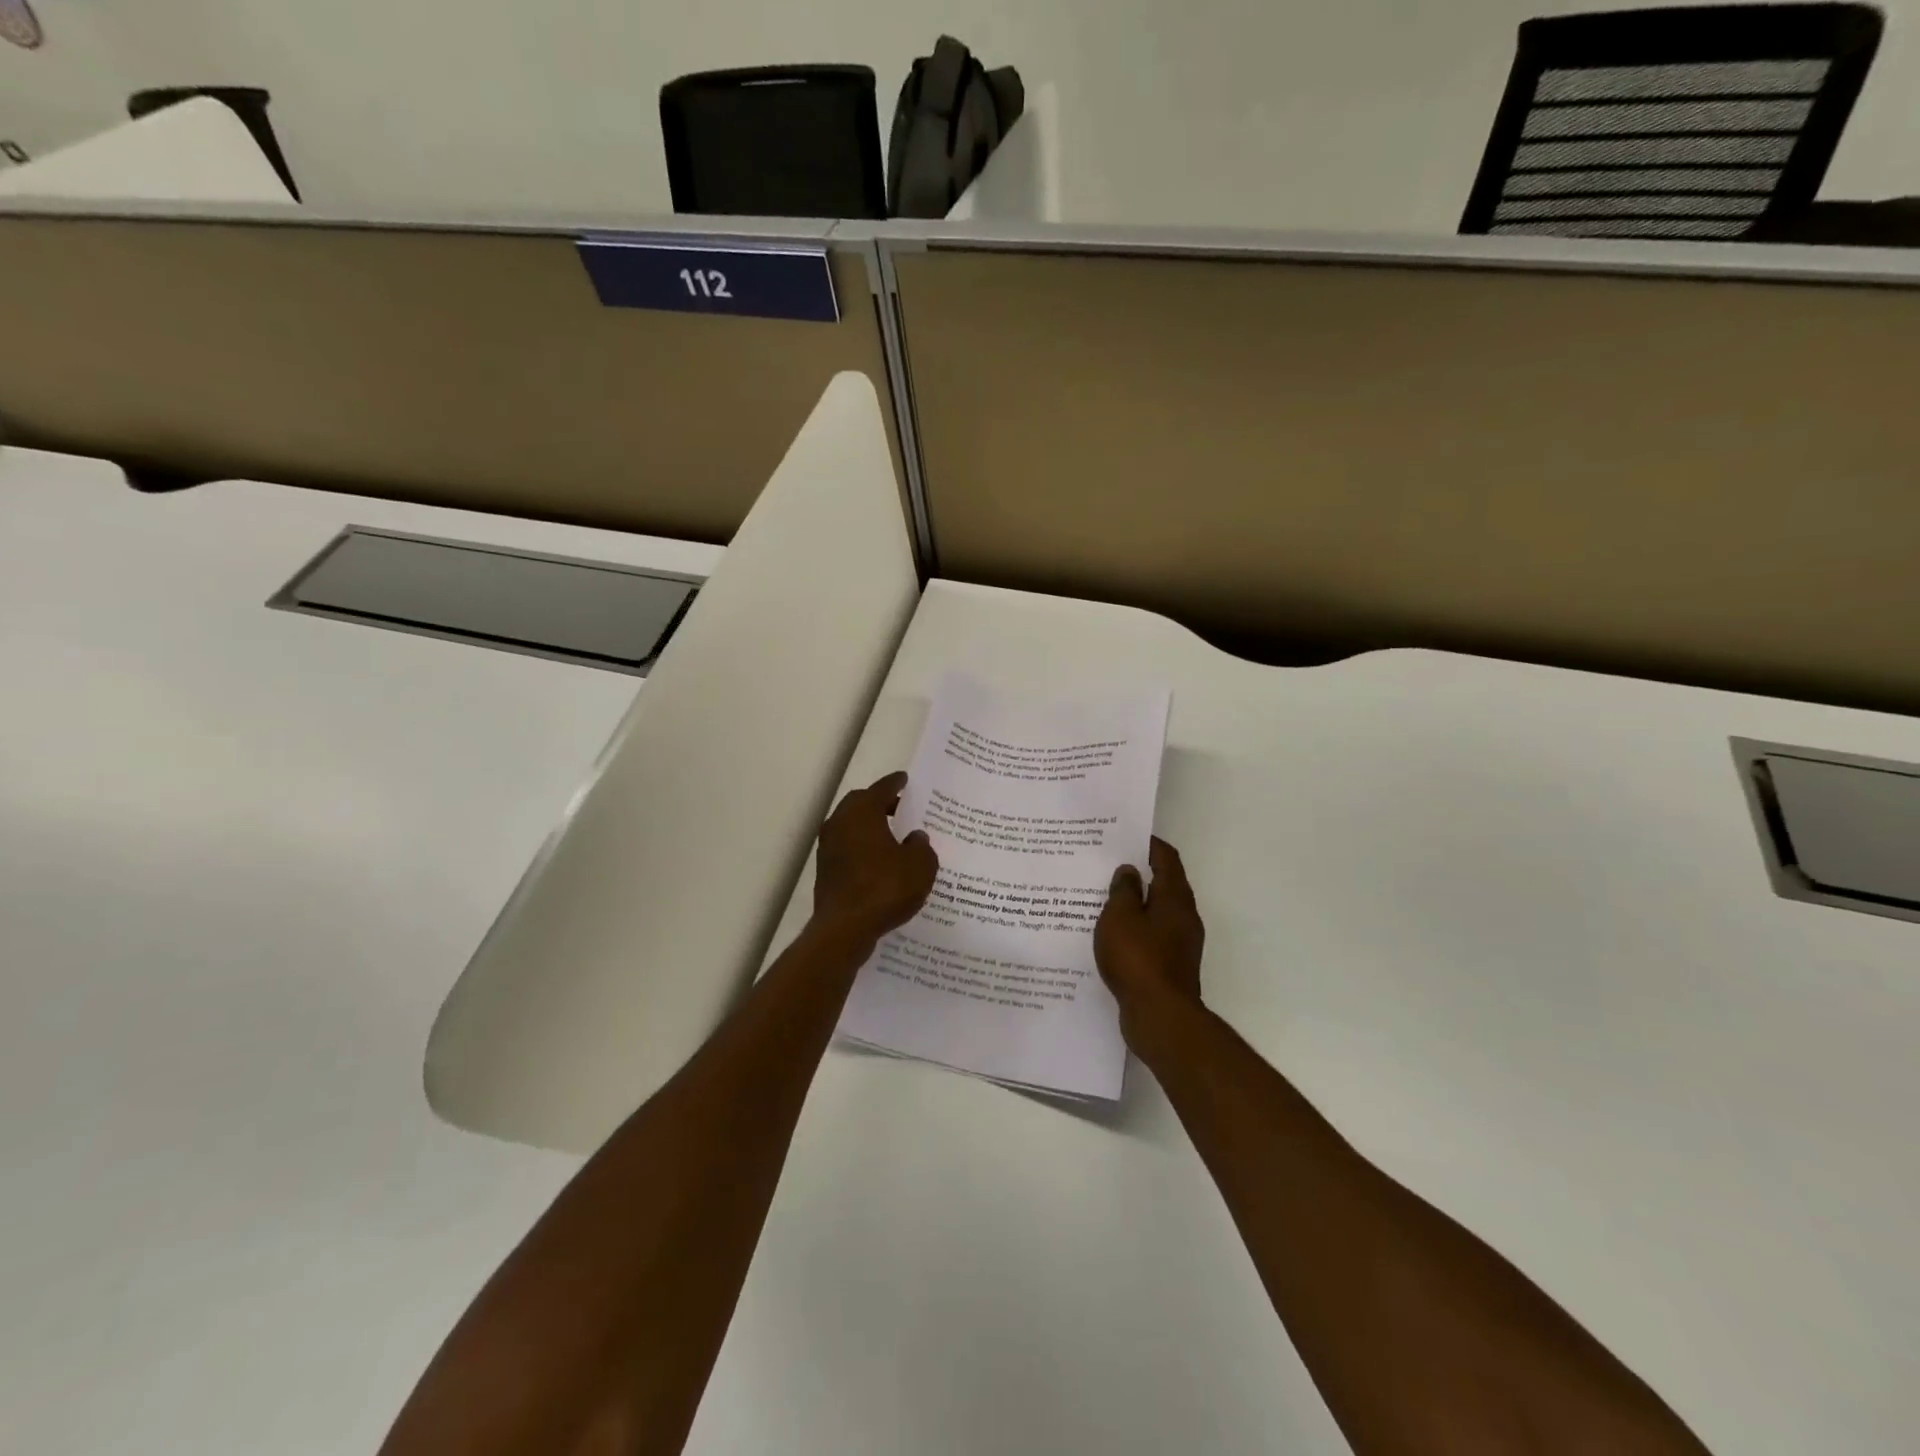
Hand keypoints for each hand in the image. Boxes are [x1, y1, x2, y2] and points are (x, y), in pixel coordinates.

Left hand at [813, 771, 938, 946]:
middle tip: (901, 808)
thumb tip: (915, 837)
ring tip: (893, 837)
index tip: (905, 780)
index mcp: (862, 812)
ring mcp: (828, 847)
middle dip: (880, 804)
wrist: (845, 928)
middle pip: (861, 804)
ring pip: (851, 827)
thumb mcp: (920, 866)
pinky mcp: (825, 870)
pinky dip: (863, 849)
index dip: (896, 784)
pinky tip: (879, 863)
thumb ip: (922, 846)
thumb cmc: (885, 888)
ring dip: (870, 828)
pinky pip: (848, 849)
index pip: (881, 788)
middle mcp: (840, 823)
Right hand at [1094, 837, 1205, 1058]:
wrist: (1160, 1017)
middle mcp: (1184, 916)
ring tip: (1102, 898)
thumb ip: (1123, 890)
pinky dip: (1134, 929)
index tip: (1125, 835)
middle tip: (1107, 864)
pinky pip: (1151, 936)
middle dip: (1138, 873)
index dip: (1148, 844)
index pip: (1166, 858)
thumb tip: (1129, 871)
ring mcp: (1180, 943)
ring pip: (1156, 912)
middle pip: (1163, 884)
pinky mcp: (1170, 965)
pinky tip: (1111, 934)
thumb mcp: (1120, 917)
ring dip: (1135, 903)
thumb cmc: (1138, 959)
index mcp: (1175, 898)